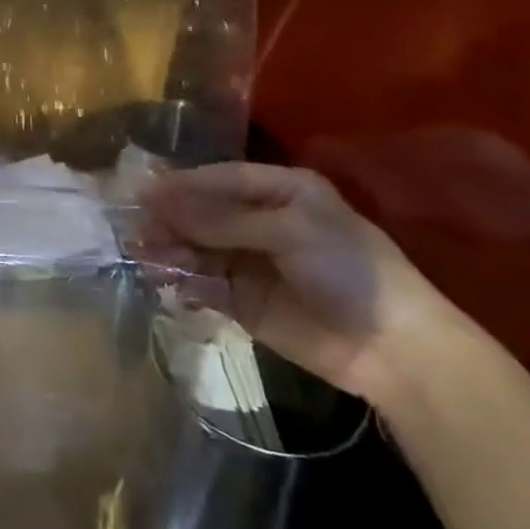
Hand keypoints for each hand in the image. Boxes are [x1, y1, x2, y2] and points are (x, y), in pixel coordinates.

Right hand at [139, 162, 461, 406]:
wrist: (392, 350)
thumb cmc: (349, 271)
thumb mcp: (289, 232)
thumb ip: (222, 219)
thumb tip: (158, 199)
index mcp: (280, 191)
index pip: (220, 178)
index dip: (182, 183)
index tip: (143, 191)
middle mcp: (260, 220)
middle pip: (202, 212)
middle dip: (170, 219)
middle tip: (137, 229)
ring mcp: (248, 260)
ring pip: (195, 247)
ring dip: (169, 250)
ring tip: (144, 256)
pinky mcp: (240, 299)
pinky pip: (200, 283)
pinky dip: (181, 281)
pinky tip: (166, 283)